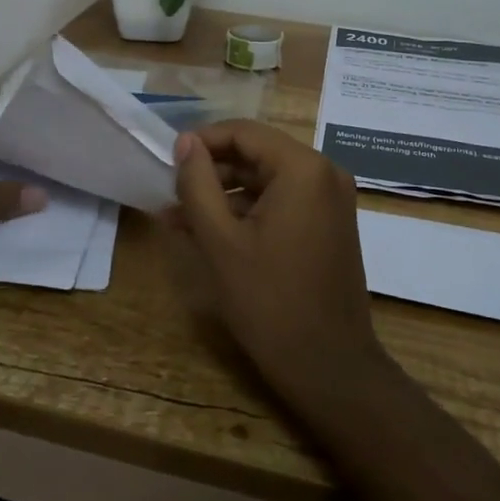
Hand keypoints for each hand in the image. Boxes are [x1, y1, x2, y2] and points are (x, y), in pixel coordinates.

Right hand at [164, 120, 388, 408]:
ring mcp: (332, 199)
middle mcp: (325, 173)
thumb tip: (185, 142)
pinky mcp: (330, 224)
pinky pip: (284, 202)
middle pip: (258, 154)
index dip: (203, 141)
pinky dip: (250, 211)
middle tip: (171, 192)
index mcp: (303, 168)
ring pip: (268, 179)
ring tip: (181, 217)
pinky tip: (214, 232)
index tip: (167, 160)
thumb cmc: (270, 302)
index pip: (244, 132)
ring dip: (226, 194)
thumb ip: (198, 184)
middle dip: (212, 172)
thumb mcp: (221, 241)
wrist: (330, 367)